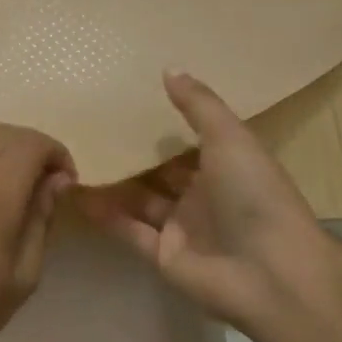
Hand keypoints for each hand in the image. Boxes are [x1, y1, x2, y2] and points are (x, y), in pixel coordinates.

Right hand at [76, 72, 339, 328]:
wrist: (271, 273)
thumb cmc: (254, 195)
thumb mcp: (230, 138)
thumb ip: (198, 105)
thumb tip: (168, 68)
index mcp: (224, 168)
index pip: (185, 144)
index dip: (158, 127)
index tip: (121, 105)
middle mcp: (201, 197)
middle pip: (157, 172)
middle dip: (128, 155)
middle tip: (85, 129)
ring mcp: (180, 228)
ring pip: (137, 200)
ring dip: (109, 183)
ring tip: (71, 158)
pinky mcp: (162, 256)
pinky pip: (126, 229)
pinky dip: (102, 214)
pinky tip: (73, 192)